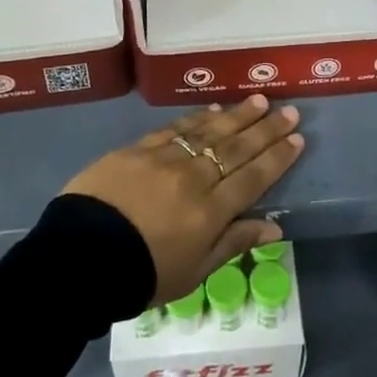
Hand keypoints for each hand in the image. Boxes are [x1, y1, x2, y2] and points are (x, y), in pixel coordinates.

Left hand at [62, 96, 303, 305]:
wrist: (78, 259)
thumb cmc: (140, 275)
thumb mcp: (192, 273)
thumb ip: (232, 244)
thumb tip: (274, 227)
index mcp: (210, 213)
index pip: (253, 178)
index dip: (277, 157)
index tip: (297, 138)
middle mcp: (194, 178)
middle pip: (237, 148)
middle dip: (266, 129)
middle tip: (289, 110)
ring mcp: (165, 159)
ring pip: (210, 131)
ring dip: (238, 115)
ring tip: (259, 101)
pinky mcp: (138, 149)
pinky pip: (175, 128)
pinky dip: (197, 117)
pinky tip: (213, 110)